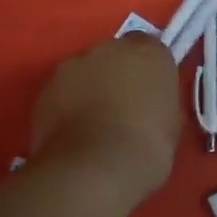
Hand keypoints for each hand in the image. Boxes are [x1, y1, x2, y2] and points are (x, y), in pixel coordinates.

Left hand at [30, 34, 181, 205]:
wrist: (93, 168)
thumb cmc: (146, 148)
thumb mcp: (170, 125)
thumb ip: (158, 103)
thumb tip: (149, 107)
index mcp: (149, 53)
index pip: (149, 48)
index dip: (147, 71)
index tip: (147, 94)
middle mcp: (110, 47)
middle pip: (114, 55)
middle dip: (116, 75)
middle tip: (120, 108)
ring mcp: (74, 64)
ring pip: (85, 71)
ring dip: (89, 87)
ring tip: (91, 124)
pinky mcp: (47, 86)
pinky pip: (62, 91)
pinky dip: (67, 104)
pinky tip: (71, 133)